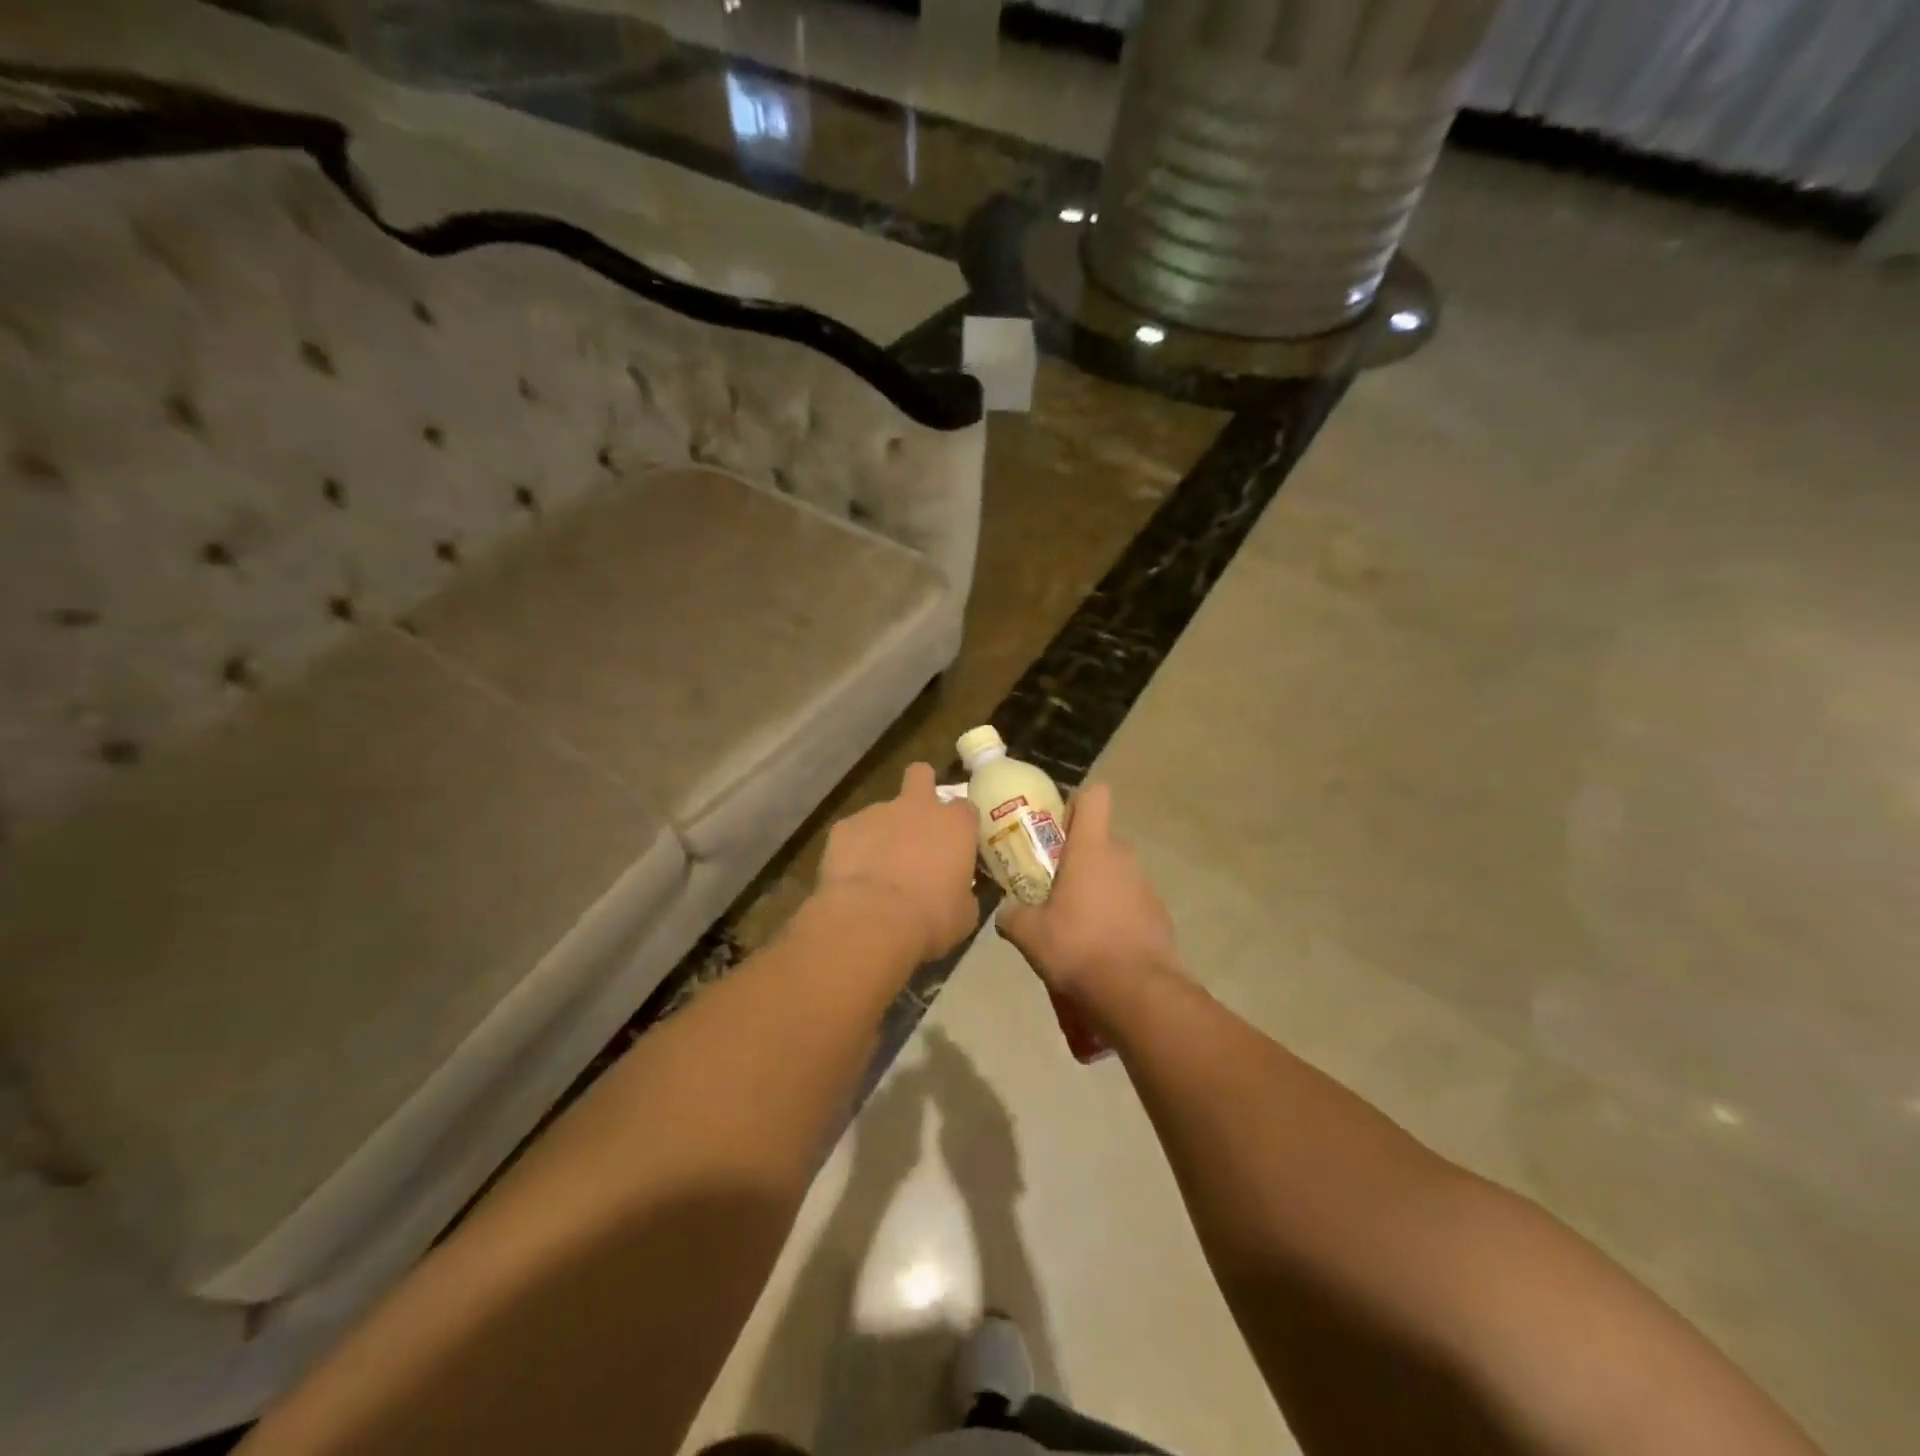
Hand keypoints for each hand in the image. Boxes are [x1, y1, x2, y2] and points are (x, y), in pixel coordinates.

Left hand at [816, 762, 980, 962]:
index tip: (957, 843)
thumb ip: (964, 892)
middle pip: (921, 774)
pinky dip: (854, 848)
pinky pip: (853, 832)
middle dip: (920, 787)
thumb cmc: (930, 918)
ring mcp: (877, 812)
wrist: (871, 920)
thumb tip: (961, 894)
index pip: (965, 808)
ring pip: (883, 810)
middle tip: (917, 820)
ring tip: (878, 868)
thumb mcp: (964, 914)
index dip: (960, 823)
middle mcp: (917, 807)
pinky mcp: (843, 827)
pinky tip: (853, 876)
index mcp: (955, 824)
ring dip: (884, 831)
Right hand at [998, 784, 1177, 998]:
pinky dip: (1116, 914)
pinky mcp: (1159, 915)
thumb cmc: (1078, 948)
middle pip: (1101, 839)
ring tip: (1076, 922)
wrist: (1137, 992)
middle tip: (1054, 884)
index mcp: (1091, 849)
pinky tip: (1101, 945)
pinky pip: (1131, 901)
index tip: (1057, 826)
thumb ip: (1012, 915)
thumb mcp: (1029, 934)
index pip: (1094, 797)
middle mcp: (1123, 858)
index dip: (1076, 804)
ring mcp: (1146, 886)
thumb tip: (1005, 912)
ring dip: (1098, 886)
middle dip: (1079, 856)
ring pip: (1116, 872)